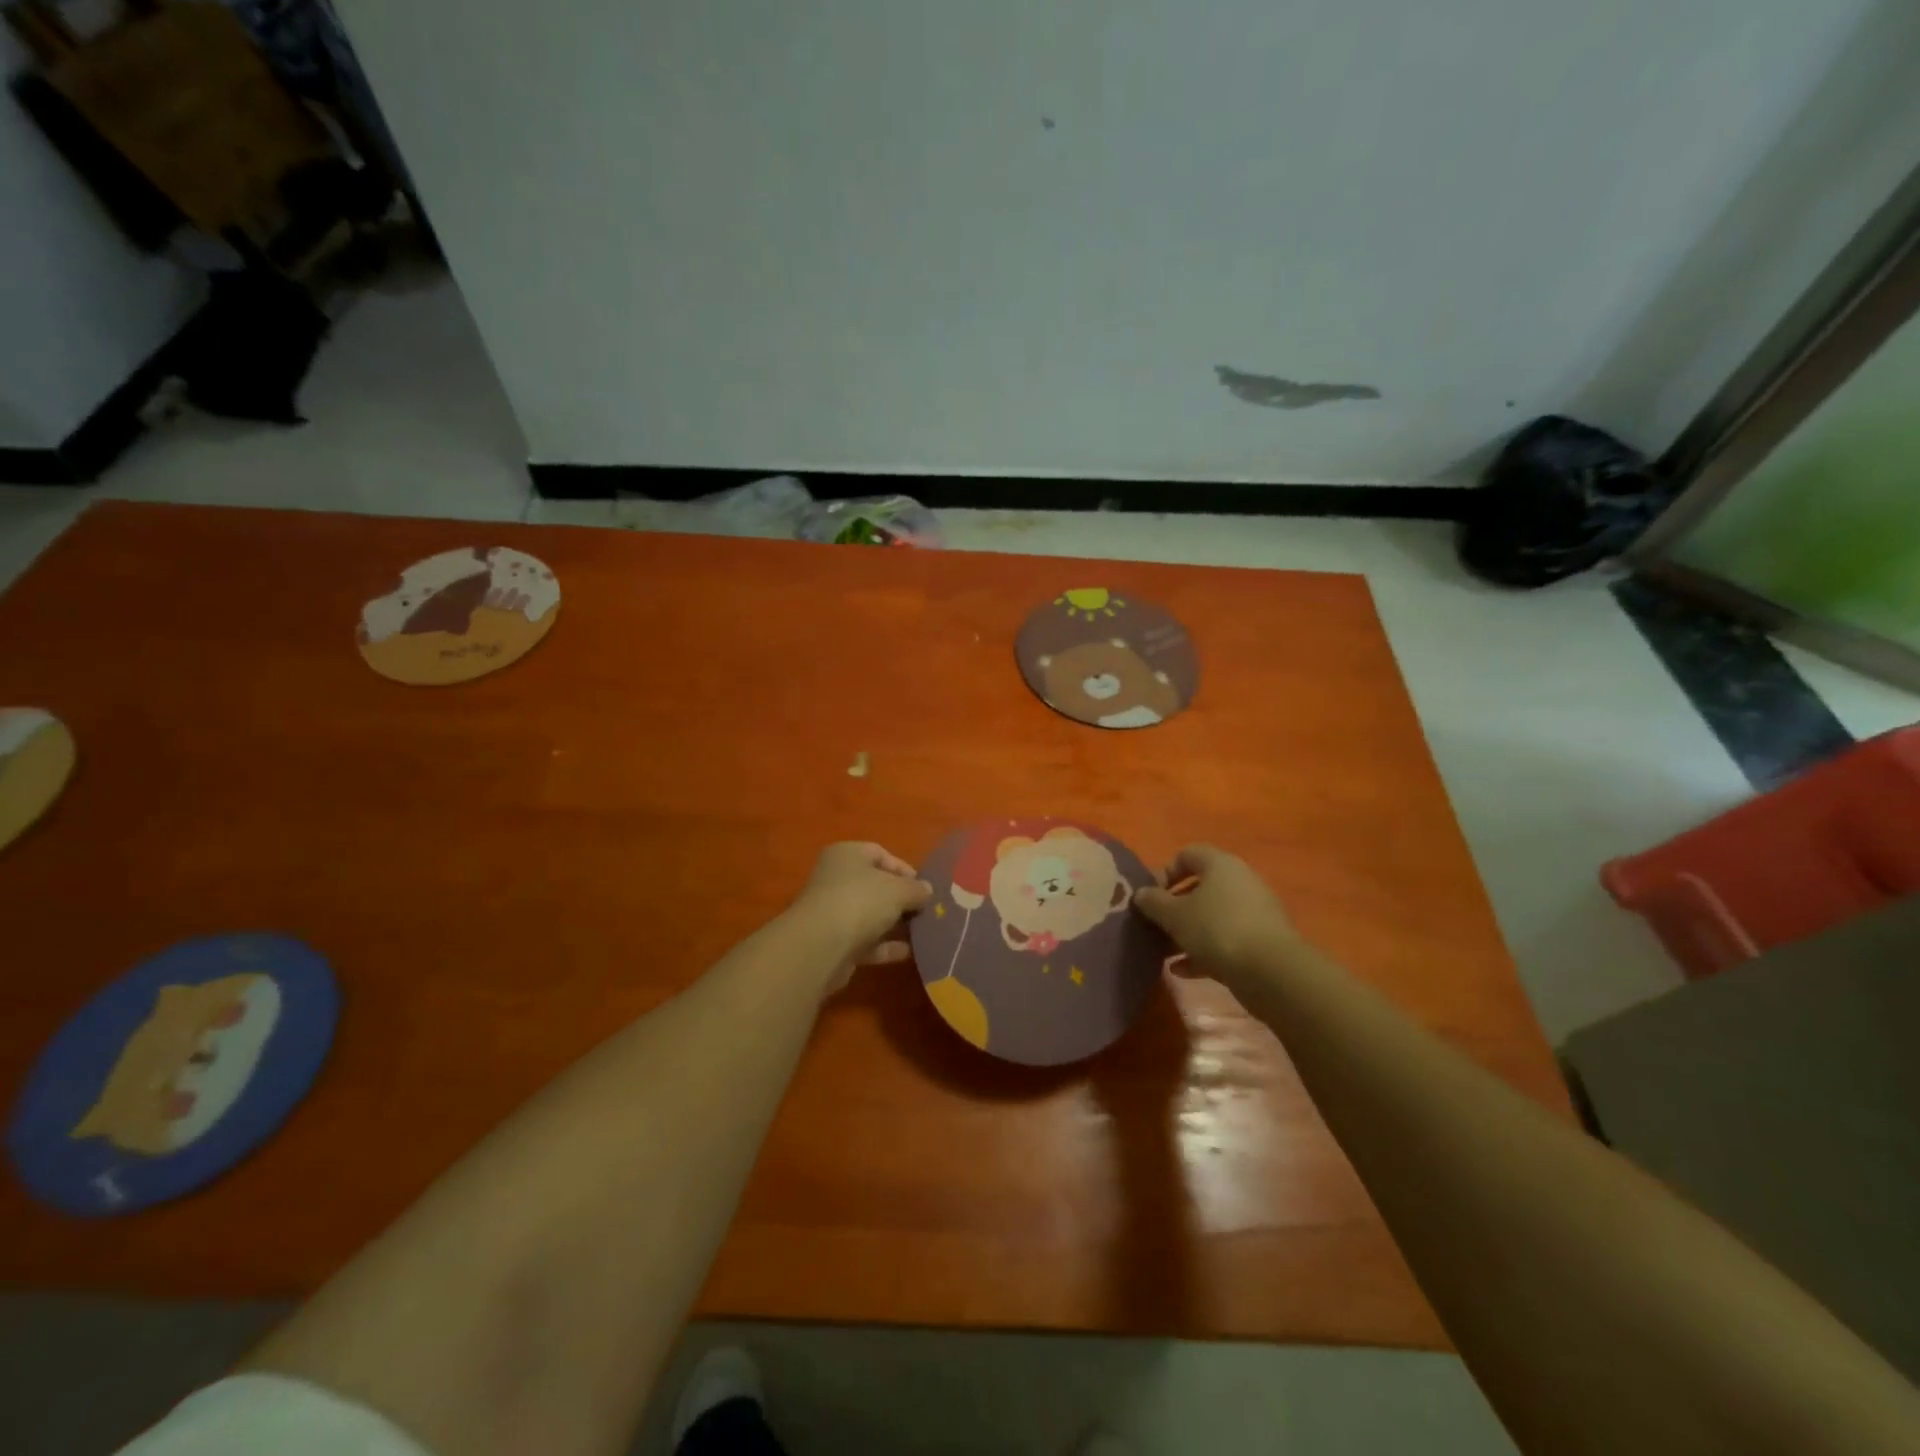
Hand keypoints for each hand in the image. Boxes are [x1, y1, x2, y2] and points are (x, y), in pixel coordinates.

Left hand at [786, 842, 932, 993]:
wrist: (821, 946)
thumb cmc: (861, 901)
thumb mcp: (898, 889)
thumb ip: (916, 889)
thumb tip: (926, 890)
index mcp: (847, 855)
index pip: (880, 854)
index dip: (905, 870)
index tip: (925, 888)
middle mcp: (836, 879)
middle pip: (875, 886)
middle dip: (902, 899)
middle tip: (927, 911)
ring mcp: (833, 912)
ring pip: (871, 915)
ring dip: (895, 924)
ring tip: (923, 932)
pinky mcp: (834, 942)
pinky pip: (866, 941)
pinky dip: (886, 946)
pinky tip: (909, 952)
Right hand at [1134, 845, 1303, 988]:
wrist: (1271, 971)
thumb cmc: (1216, 929)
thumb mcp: (1174, 915)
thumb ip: (1153, 901)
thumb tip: (1141, 894)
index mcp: (1220, 864)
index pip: (1188, 854)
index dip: (1165, 871)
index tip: (1151, 895)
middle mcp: (1240, 881)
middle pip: (1201, 888)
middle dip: (1174, 907)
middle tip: (1155, 924)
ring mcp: (1254, 912)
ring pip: (1212, 916)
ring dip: (1187, 932)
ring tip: (1164, 951)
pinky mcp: (1261, 941)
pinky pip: (1225, 940)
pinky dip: (1204, 951)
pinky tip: (1182, 970)